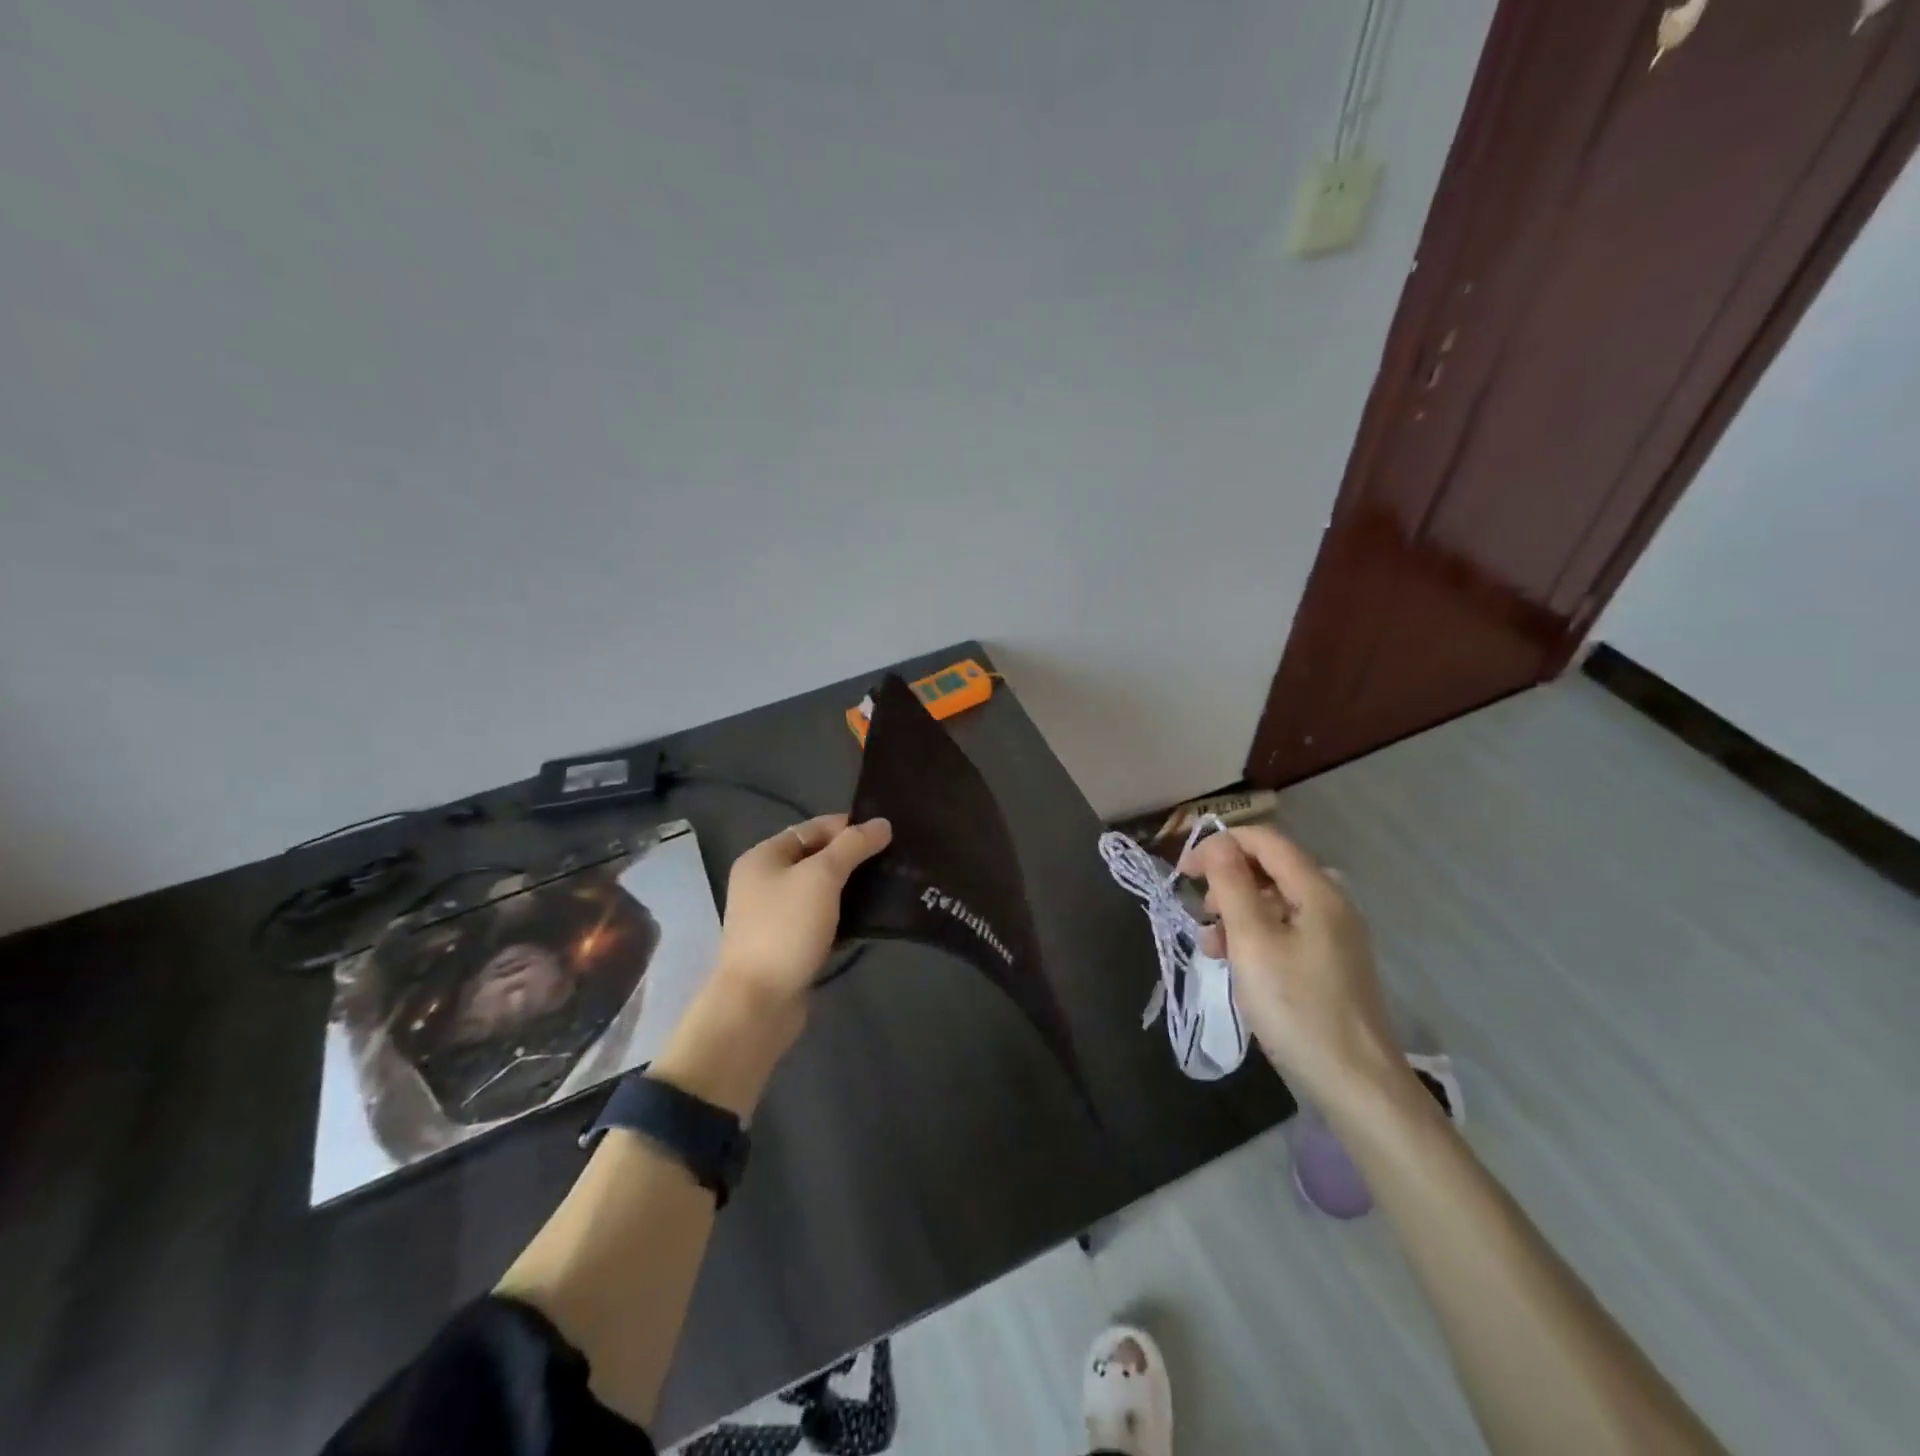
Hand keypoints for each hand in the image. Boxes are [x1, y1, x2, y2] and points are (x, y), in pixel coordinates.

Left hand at [714, 813, 892, 1012]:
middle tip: (893, 861)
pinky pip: (822, 919)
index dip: (848, 827)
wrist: (758, 1003)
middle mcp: (765, 882)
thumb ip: (853, 846)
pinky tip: (872, 919)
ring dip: (852, 888)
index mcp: (763, 857)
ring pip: (821, 891)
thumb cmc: (786, 929)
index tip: (886, 835)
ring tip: (889, 886)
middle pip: (816, 858)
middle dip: (853, 858)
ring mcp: (775, 916)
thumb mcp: (822, 877)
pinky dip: (844, 916)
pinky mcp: (789, 945)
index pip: (812, 828)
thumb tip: (882, 823)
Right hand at [1183, 826, 1406, 1113]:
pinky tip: (1237, 965)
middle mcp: (1331, 903)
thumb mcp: (1252, 941)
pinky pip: (1285, 930)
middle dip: (1227, 883)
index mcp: (1317, 890)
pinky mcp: (1330, 963)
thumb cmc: (1296, 1007)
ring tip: (1212, 947)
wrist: (1355, 1083)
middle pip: (1270, 869)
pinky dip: (1255, 937)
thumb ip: (1232, 885)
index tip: (1185, 873)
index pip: (1265, 840)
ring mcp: (1334, 935)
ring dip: (1237, 913)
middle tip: (1202, 917)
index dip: (1220, 845)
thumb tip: (1217, 842)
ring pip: (1274, 902)